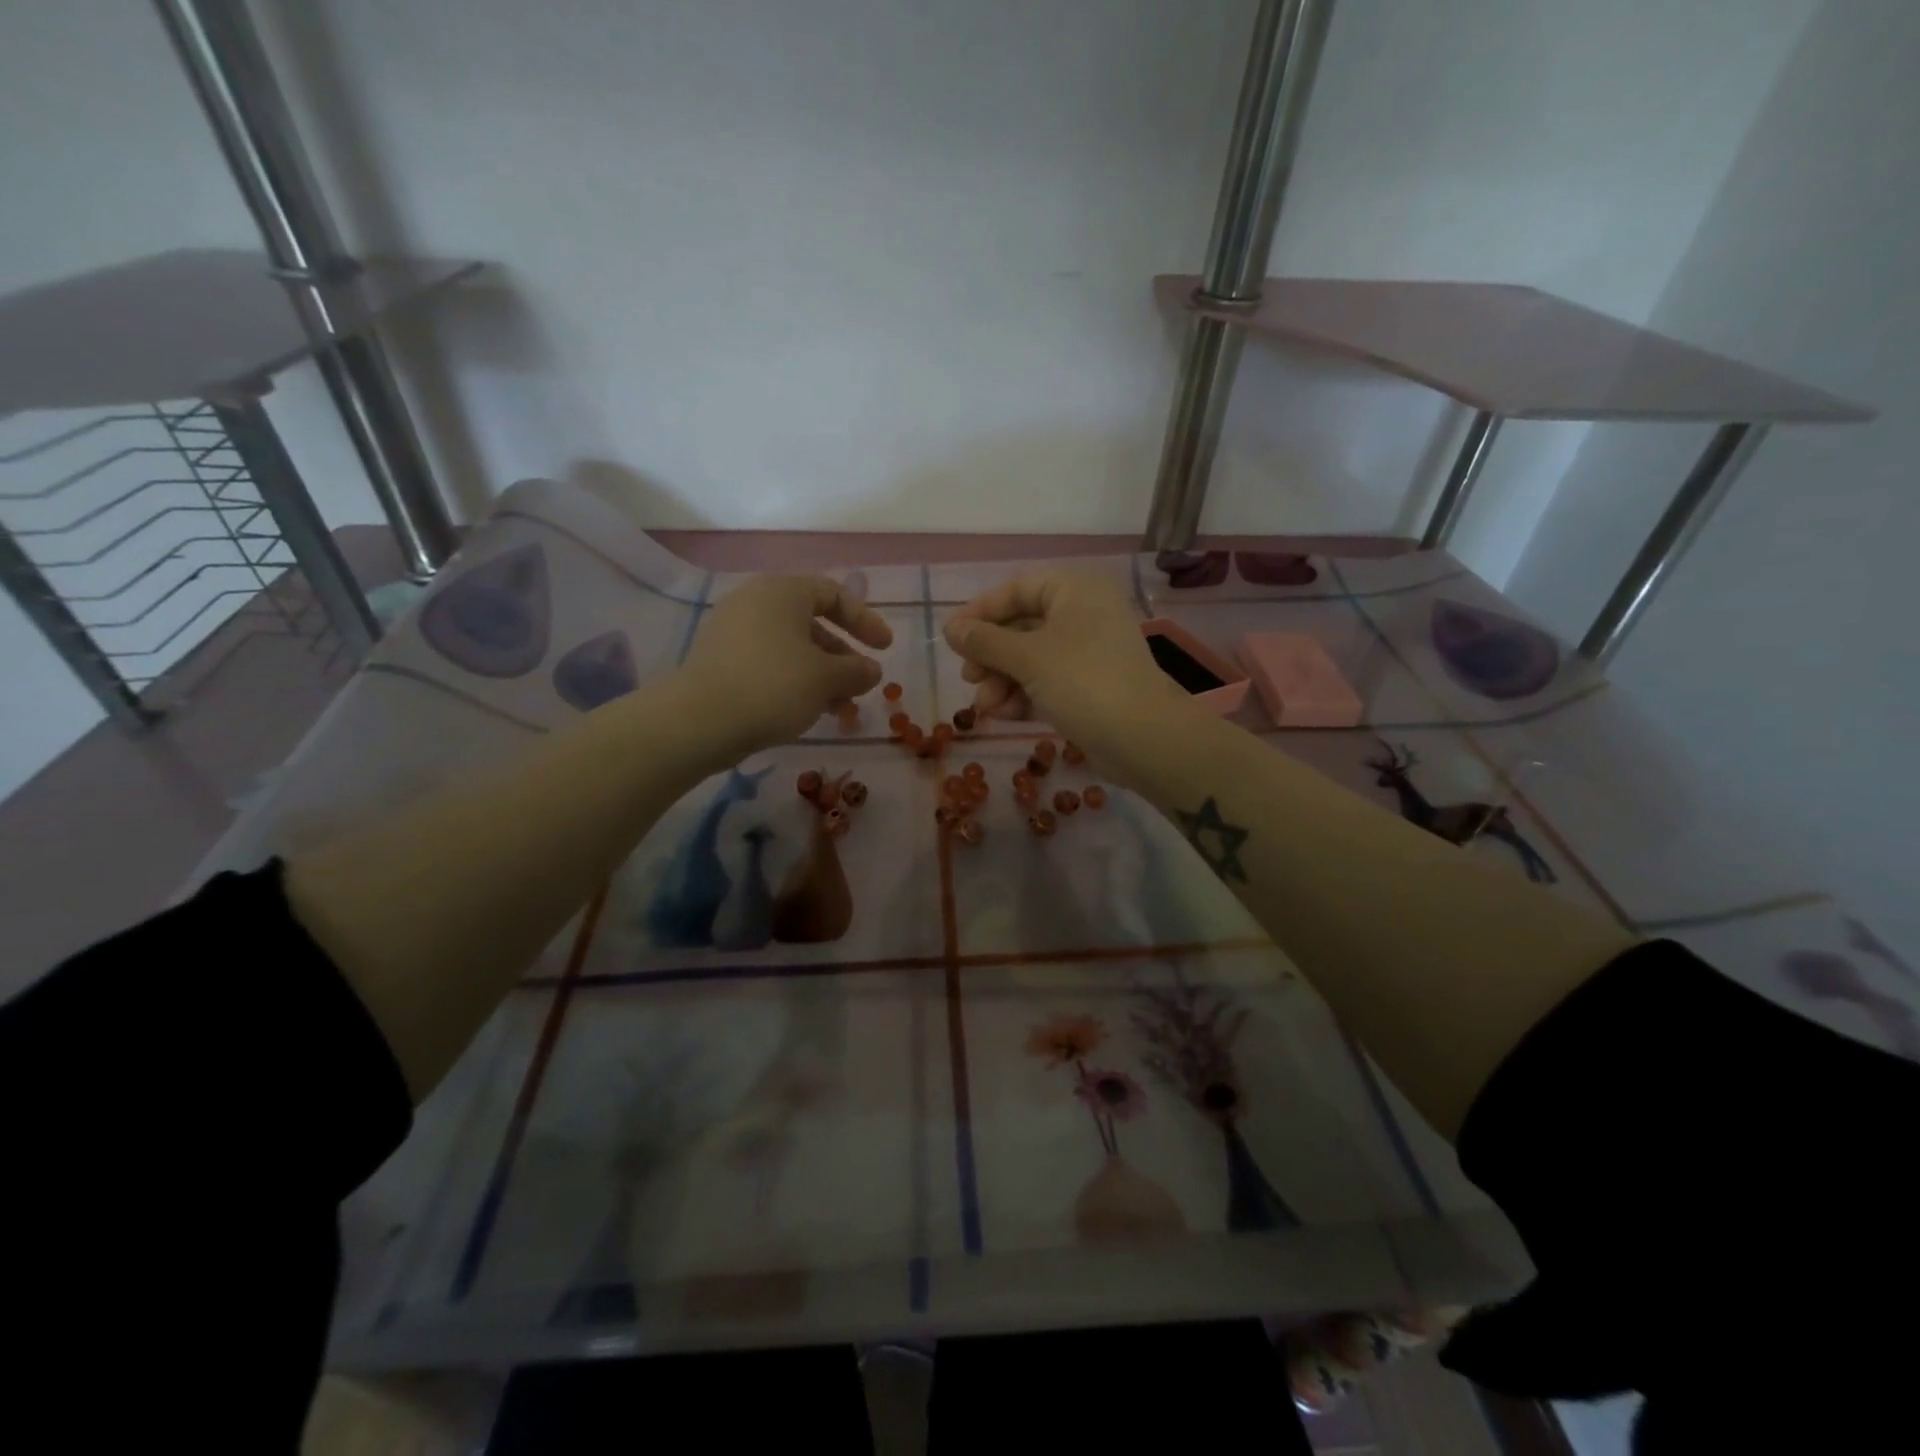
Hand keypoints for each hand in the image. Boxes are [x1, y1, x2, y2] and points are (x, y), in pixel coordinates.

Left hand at [678, 575, 891, 754]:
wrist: (700, 721)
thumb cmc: (773, 685)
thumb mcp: (827, 678)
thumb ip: (857, 671)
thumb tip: (871, 670)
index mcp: (782, 592)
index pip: (833, 594)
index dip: (865, 620)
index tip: (885, 649)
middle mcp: (754, 603)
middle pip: (811, 623)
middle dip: (843, 657)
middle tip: (861, 685)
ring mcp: (732, 632)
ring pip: (791, 649)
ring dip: (821, 676)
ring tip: (840, 710)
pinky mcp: (719, 662)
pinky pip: (768, 664)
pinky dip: (793, 682)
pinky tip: (807, 712)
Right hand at [943, 572, 1192, 770]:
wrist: (1142, 738)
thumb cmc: (1083, 682)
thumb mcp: (1027, 658)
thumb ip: (985, 641)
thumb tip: (951, 629)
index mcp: (1074, 590)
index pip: (1017, 589)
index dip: (981, 611)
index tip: (952, 636)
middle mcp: (1082, 614)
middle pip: (1021, 626)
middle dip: (991, 656)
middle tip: (968, 677)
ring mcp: (1088, 652)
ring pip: (1031, 658)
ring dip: (1002, 681)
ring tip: (985, 707)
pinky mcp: (1089, 686)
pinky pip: (1046, 682)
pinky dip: (1023, 695)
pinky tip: (1004, 715)